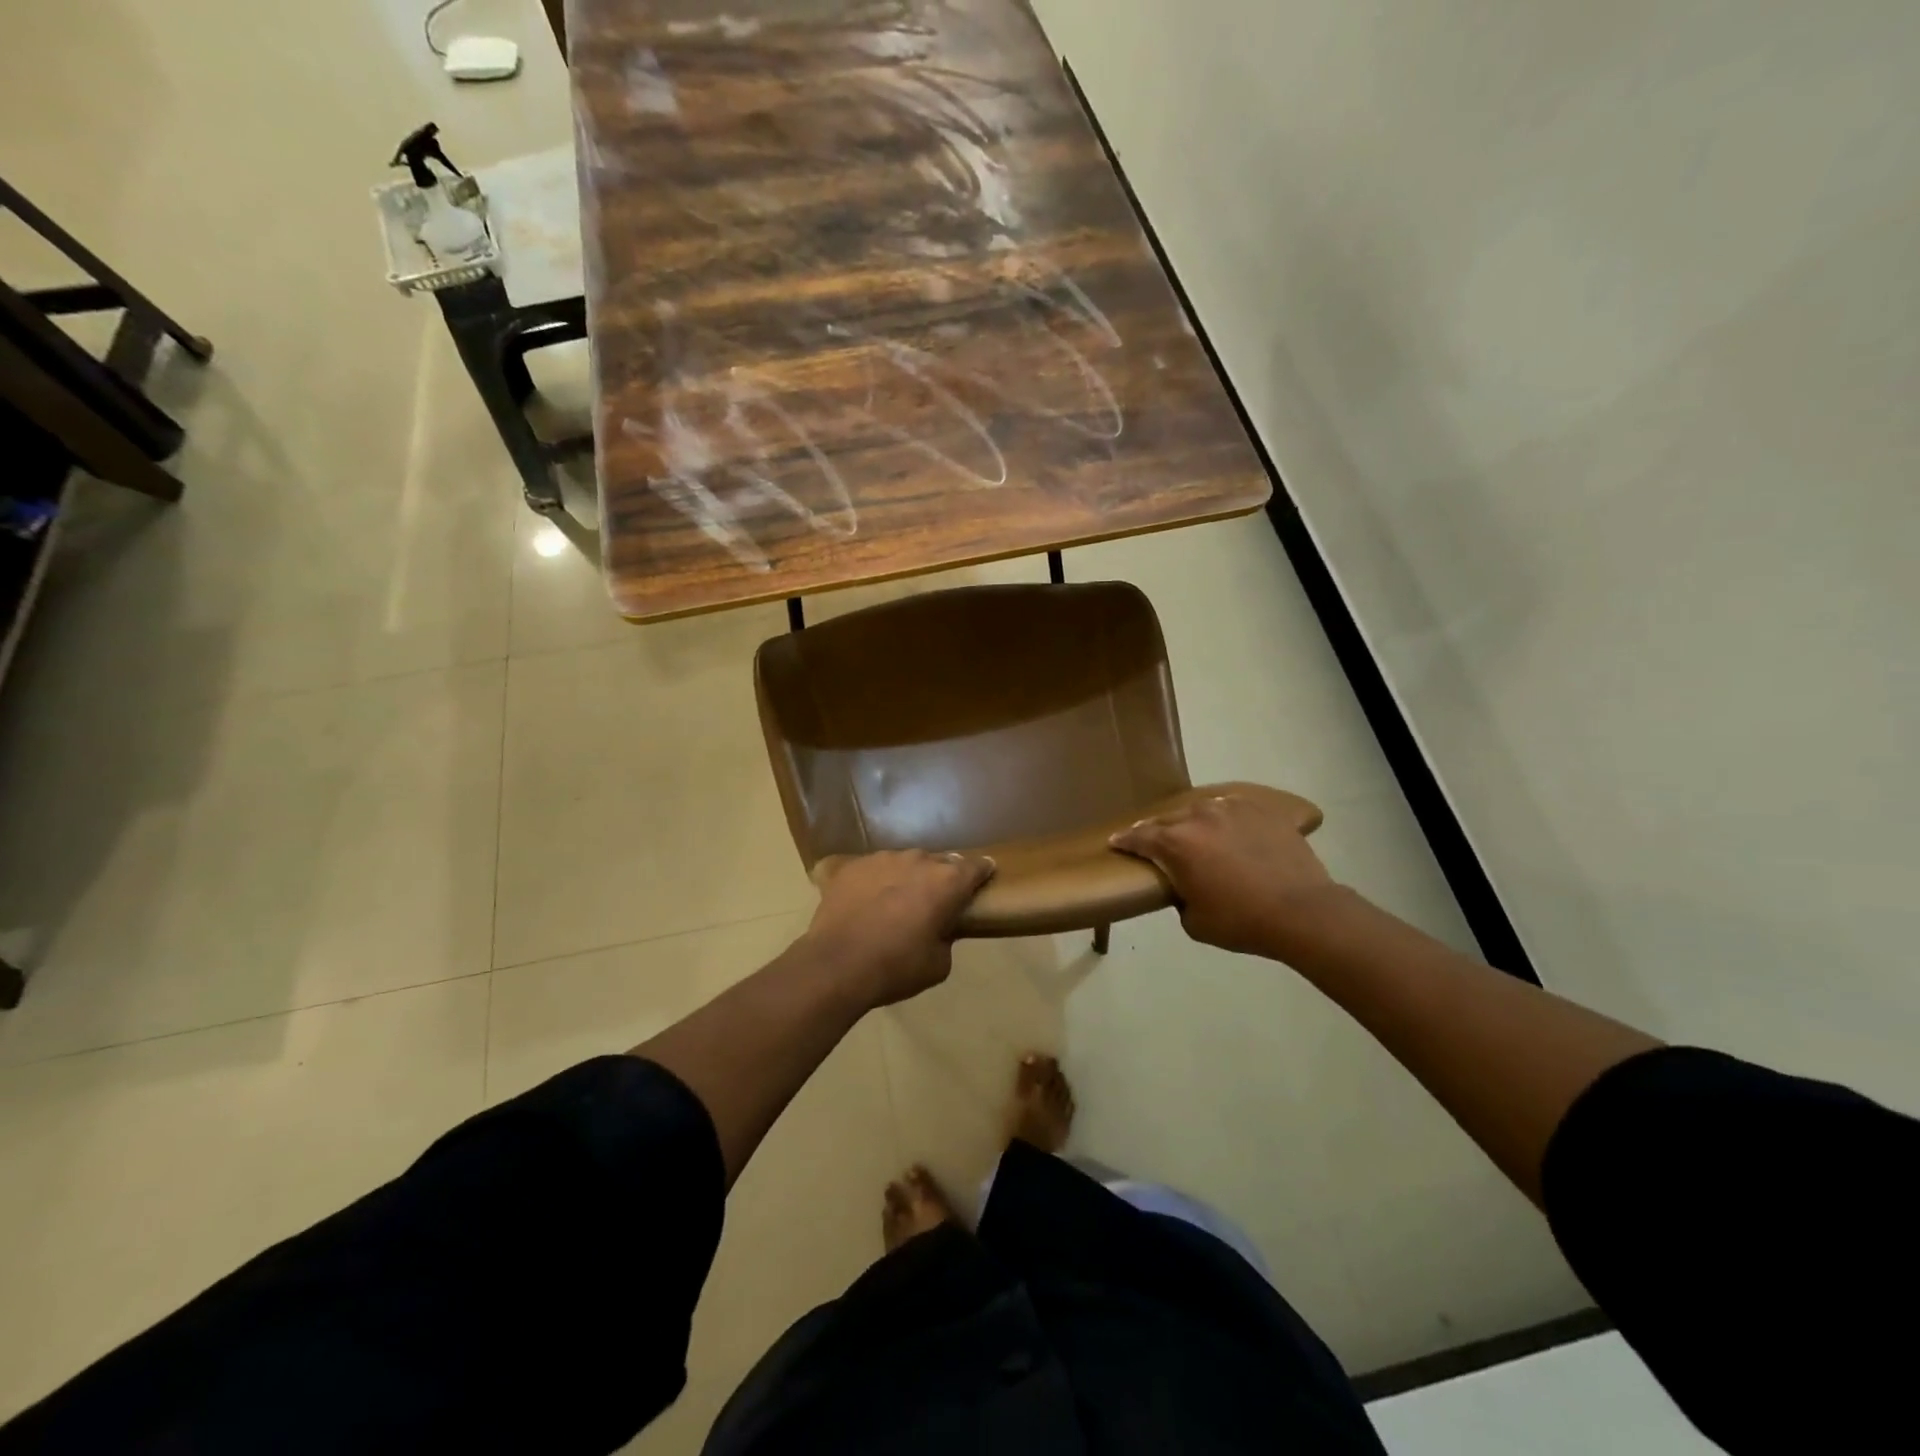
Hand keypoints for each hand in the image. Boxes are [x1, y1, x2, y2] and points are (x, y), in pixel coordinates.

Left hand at [803, 850, 996, 1006]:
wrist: (836, 965)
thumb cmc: (896, 967)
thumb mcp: (938, 964)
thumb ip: (946, 937)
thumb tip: (939, 929)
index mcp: (946, 882)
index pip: (976, 867)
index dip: (982, 872)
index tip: (984, 877)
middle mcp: (918, 860)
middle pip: (938, 863)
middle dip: (940, 879)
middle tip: (933, 902)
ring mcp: (882, 858)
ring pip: (904, 863)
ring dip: (906, 878)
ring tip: (895, 903)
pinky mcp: (852, 865)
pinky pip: (872, 870)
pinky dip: (875, 882)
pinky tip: (866, 902)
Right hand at [1109, 786, 1334, 956]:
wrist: (1301, 911)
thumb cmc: (1241, 921)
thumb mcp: (1194, 922)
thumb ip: (1180, 898)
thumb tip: (1185, 887)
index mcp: (1176, 844)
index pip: (1139, 837)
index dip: (1125, 841)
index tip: (1115, 841)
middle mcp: (1198, 817)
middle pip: (1168, 820)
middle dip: (1157, 831)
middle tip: (1154, 841)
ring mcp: (1232, 809)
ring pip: (1201, 810)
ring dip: (1193, 822)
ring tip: (1195, 832)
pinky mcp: (1261, 809)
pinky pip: (1234, 808)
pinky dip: (1226, 818)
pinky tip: (1230, 828)